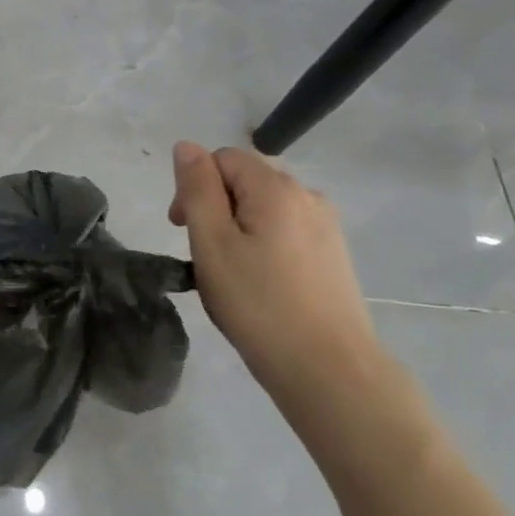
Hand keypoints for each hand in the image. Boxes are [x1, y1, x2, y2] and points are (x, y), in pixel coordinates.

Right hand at [169, 142, 383, 413]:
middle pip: (245, 180)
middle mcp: (307, 195)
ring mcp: (326, 226)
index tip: (181, 229)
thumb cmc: (258, 304)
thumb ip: (197, 188)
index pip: (222, 158)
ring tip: (229, 274)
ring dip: (238, 228)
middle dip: (215, 207)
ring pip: (265, 208)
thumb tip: (186, 146)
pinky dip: (263, 245)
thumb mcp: (212, 243)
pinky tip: (260, 284)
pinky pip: (286, 231)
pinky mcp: (334, 254)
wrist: (329, 369)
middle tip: (202, 256)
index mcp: (275, 187)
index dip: (194, 186)